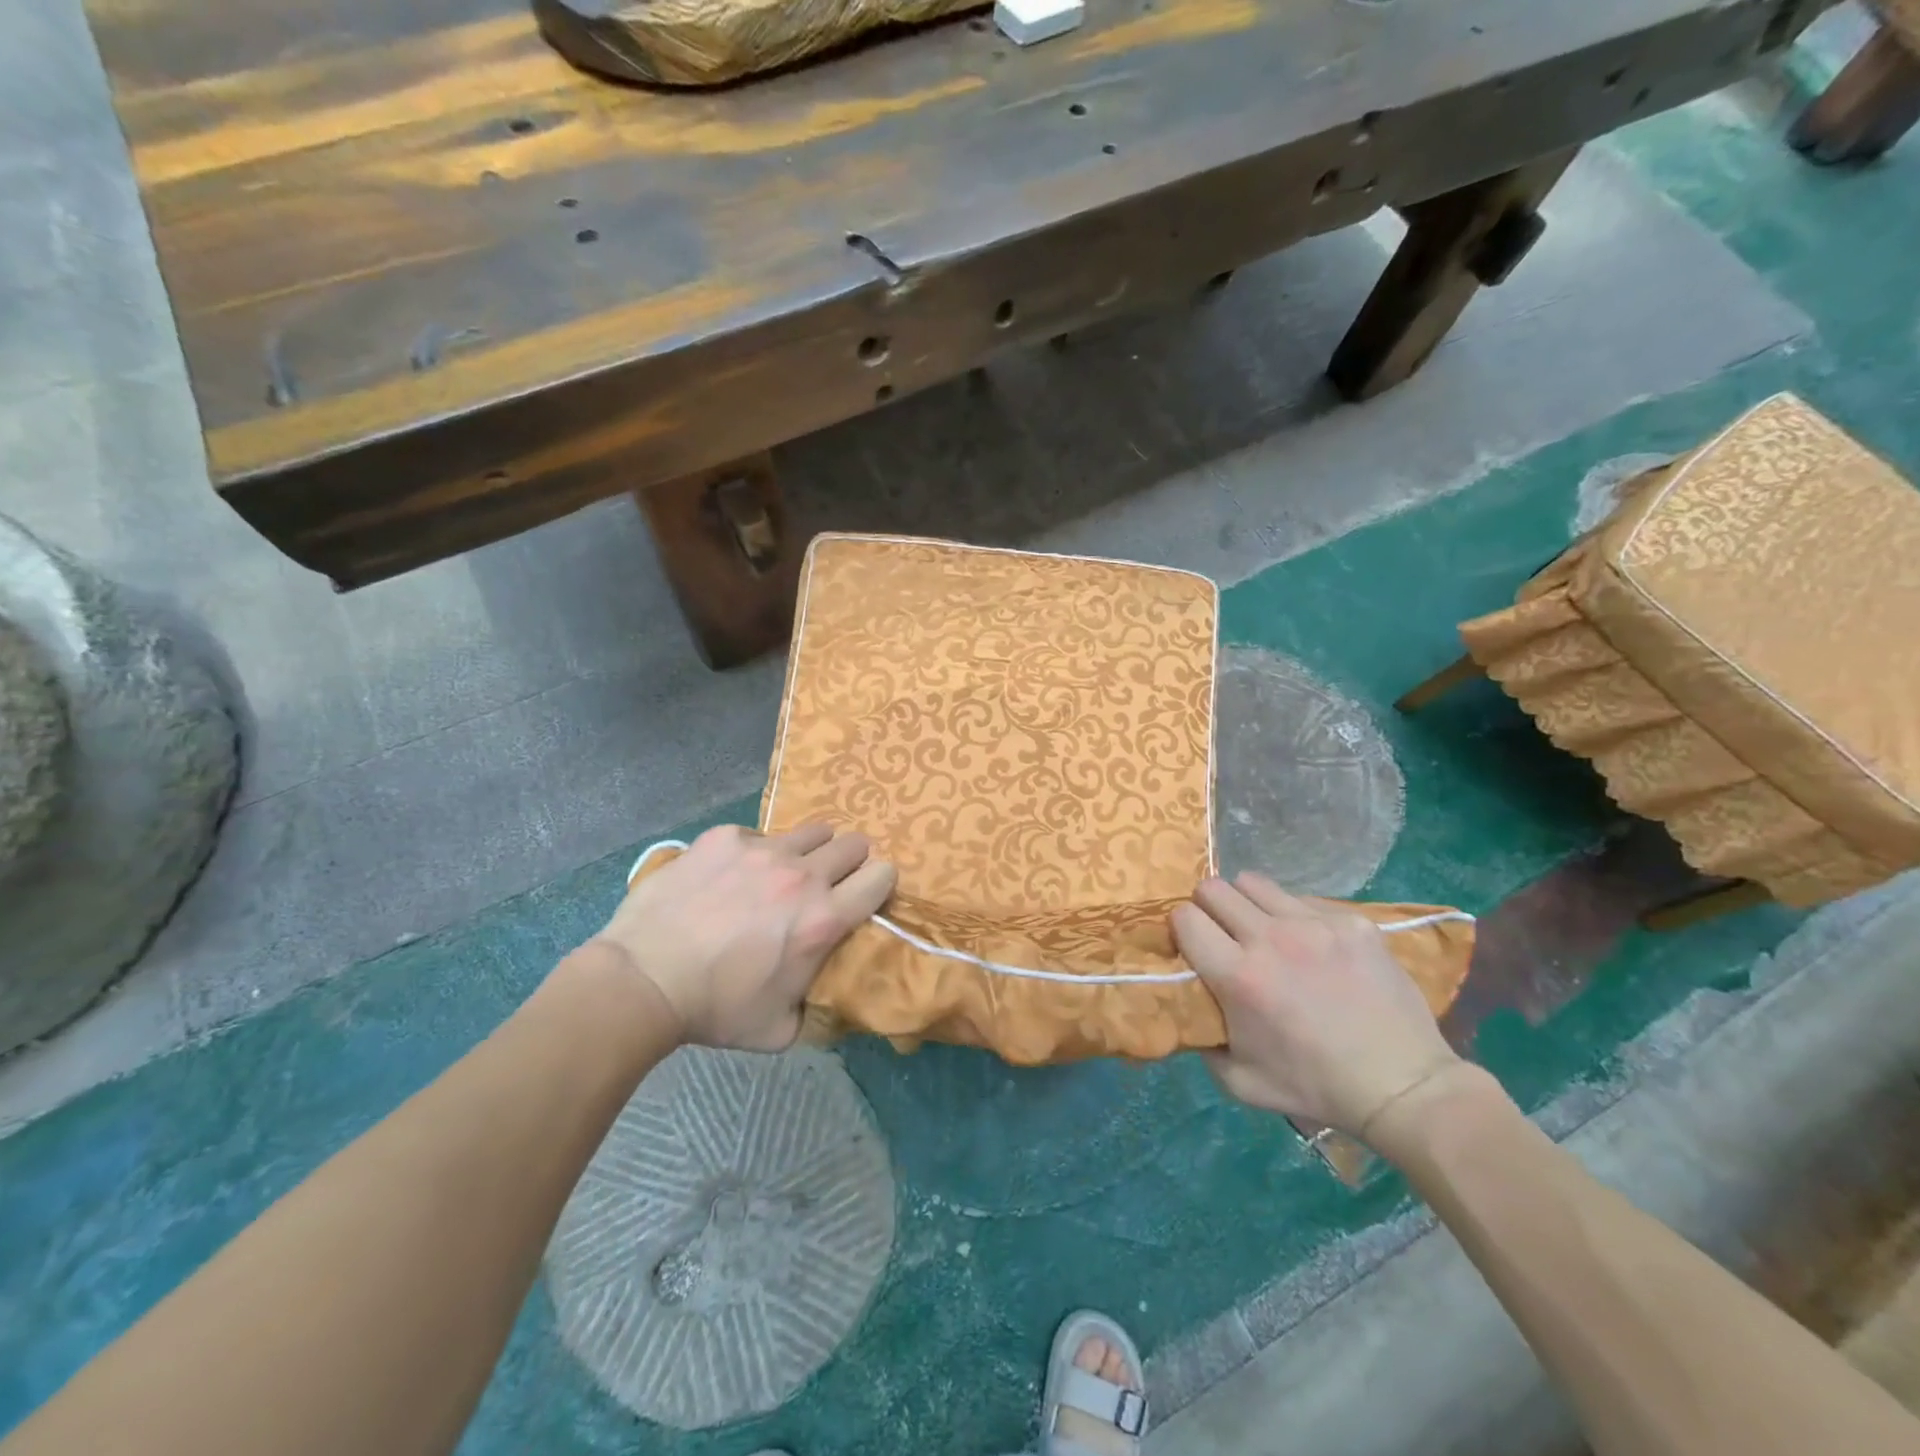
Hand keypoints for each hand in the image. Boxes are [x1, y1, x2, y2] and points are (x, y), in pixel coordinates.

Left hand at [592, 823, 895, 1050]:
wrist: (644, 979)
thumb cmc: (715, 1009)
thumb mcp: (781, 1029)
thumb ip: (816, 1006)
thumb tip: (826, 994)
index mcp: (824, 919)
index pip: (883, 875)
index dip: (878, 885)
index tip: (863, 897)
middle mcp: (802, 875)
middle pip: (854, 843)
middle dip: (849, 862)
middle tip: (826, 885)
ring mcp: (762, 850)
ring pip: (812, 831)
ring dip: (808, 851)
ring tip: (781, 874)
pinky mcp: (725, 838)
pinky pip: (757, 835)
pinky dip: (754, 854)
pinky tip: (728, 878)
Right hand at [1172, 872, 1466, 1138]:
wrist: (1403, 1086)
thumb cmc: (1315, 1087)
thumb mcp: (1239, 1081)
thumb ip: (1201, 1039)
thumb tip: (1185, 1005)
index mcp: (1238, 976)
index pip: (1184, 917)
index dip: (1182, 930)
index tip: (1193, 947)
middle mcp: (1271, 938)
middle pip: (1213, 887)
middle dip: (1208, 908)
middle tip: (1223, 935)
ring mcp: (1315, 924)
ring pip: (1254, 882)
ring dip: (1248, 904)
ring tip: (1263, 931)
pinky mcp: (1352, 921)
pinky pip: (1304, 899)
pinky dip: (1296, 916)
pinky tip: (1313, 947)